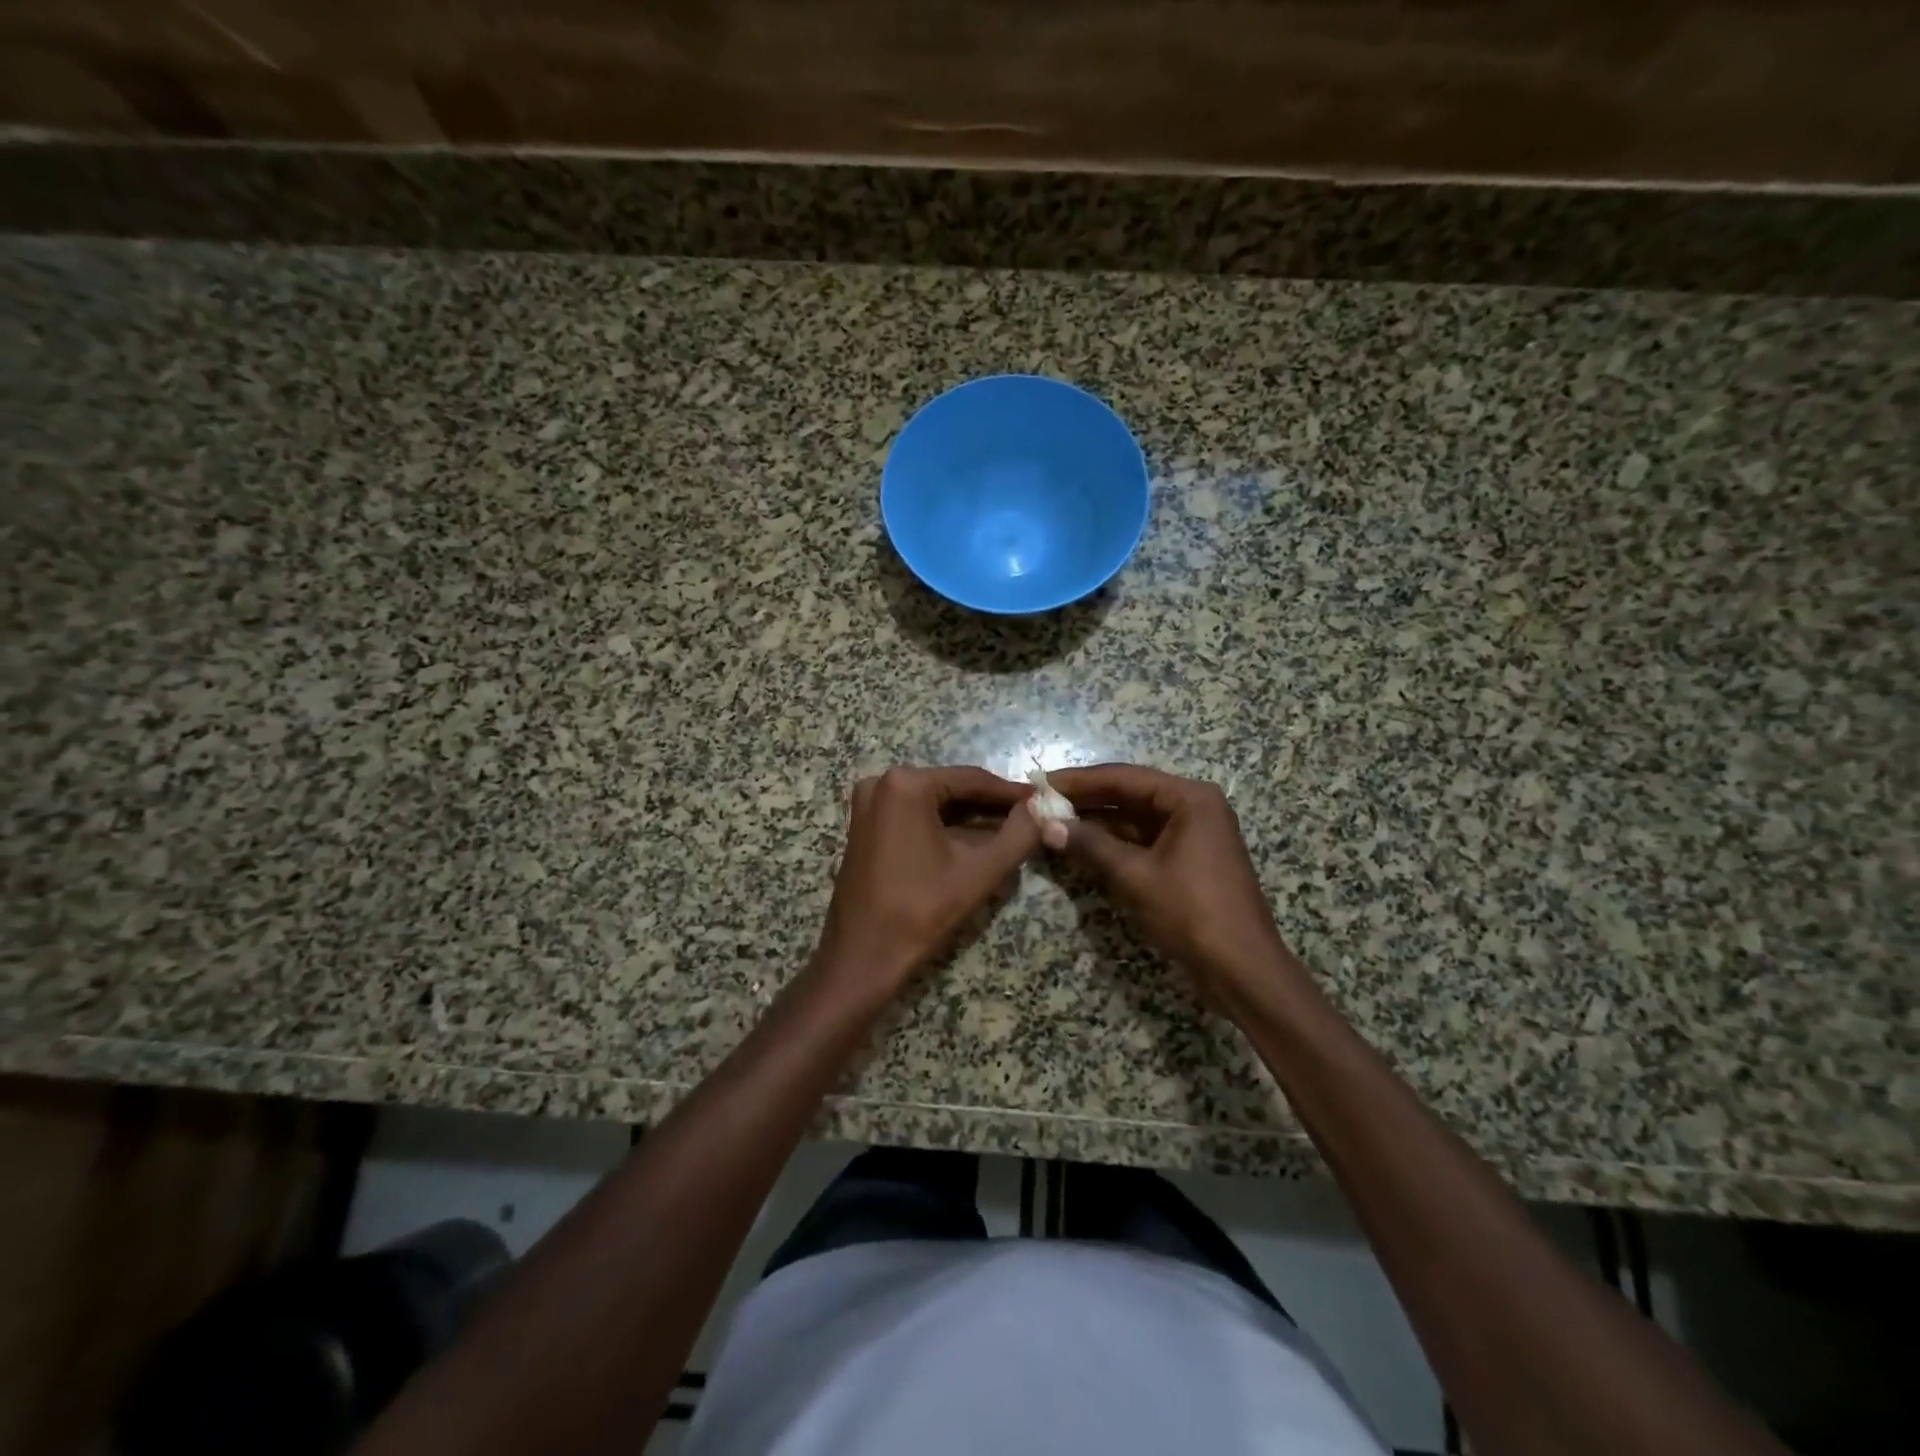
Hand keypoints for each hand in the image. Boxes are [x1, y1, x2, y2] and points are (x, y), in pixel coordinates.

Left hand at [811, 766, 1040, 1003]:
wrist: (862, 956)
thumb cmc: (921, 910)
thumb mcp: (980, 871)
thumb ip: (1019, 835)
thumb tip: (1041, 807)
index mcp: (906, 784)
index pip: (971, 779)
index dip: (1009, 792)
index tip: (1041, 800)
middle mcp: (881, 783)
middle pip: (951, 788)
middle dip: (989, 805)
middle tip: (1029, 817)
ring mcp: (868, 804)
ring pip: (933, 803)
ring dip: (969, 817)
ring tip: (1009, 830)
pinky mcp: (864, 826)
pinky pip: (913, 816)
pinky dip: (943, 826)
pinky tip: (973, 841)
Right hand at [1045, 764, 1304, 1002]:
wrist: (1242, 969)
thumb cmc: (1192, 912)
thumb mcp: (1136, 876)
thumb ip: (1091, 845)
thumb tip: (1047, 825)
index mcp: (1190, 799)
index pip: (1124, 777)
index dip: (1079, 780)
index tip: (1042, 783)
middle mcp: (1194, 807)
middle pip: (1130, 794)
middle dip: (1086, 800)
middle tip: (1041, 802)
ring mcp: (1193, 834)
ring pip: (1135, 819)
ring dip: (1097, 823)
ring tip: (1052, 822)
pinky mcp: (1188, 860)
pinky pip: (1144, 841)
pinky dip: (1114, 843)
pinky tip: (1080, 846)